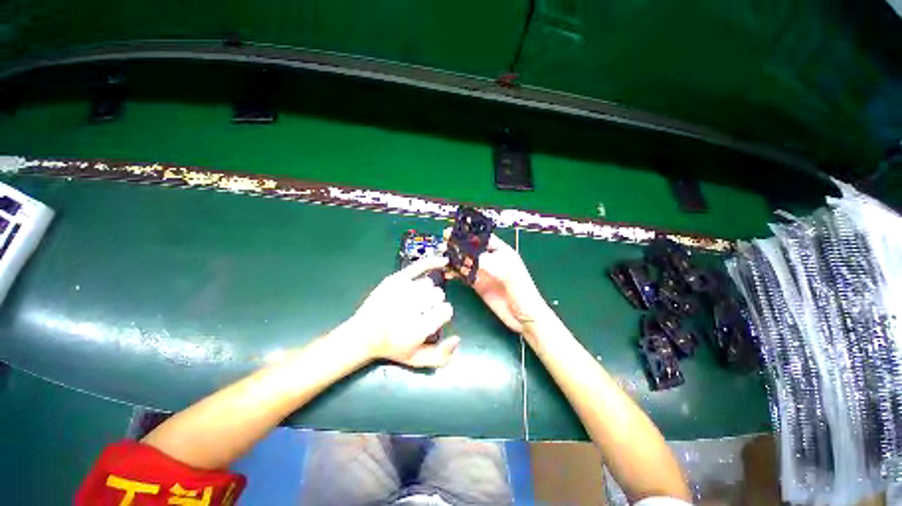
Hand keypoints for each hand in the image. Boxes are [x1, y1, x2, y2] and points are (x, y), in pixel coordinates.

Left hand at [346, 256, 459, 367]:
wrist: (363, 334)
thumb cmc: (392, 348)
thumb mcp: (416, 360)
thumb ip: (440, 356)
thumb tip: (458, 338)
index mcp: (416, 328)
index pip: (446, 310)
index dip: (442, 314)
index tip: (433, 319)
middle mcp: (409, 307)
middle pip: (438, 295)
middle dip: (434, 303)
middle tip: (421, 311)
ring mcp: (401, 290)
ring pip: (429, 283)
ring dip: (426, 292)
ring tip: (415, 301)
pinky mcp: (395, 279)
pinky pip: (418, 266)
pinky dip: (432, 262)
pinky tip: (443, 261)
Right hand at [444, 229, 546, 332]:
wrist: (524, 317)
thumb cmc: (522, 291)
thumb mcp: (506, 272)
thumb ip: (486, 262)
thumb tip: (466, 255)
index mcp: (502, 252)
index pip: (483, 238)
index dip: (469, 234)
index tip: (453, 232)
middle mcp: (491, 260)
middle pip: (472, 249)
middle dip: (458, 245)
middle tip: (443, 244)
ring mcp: (484, 273)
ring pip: (466, 261)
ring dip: (454, 258)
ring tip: (441, 257)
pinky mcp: (478, 285)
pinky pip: (464, 275)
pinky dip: (455, 273)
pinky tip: (446, 272)